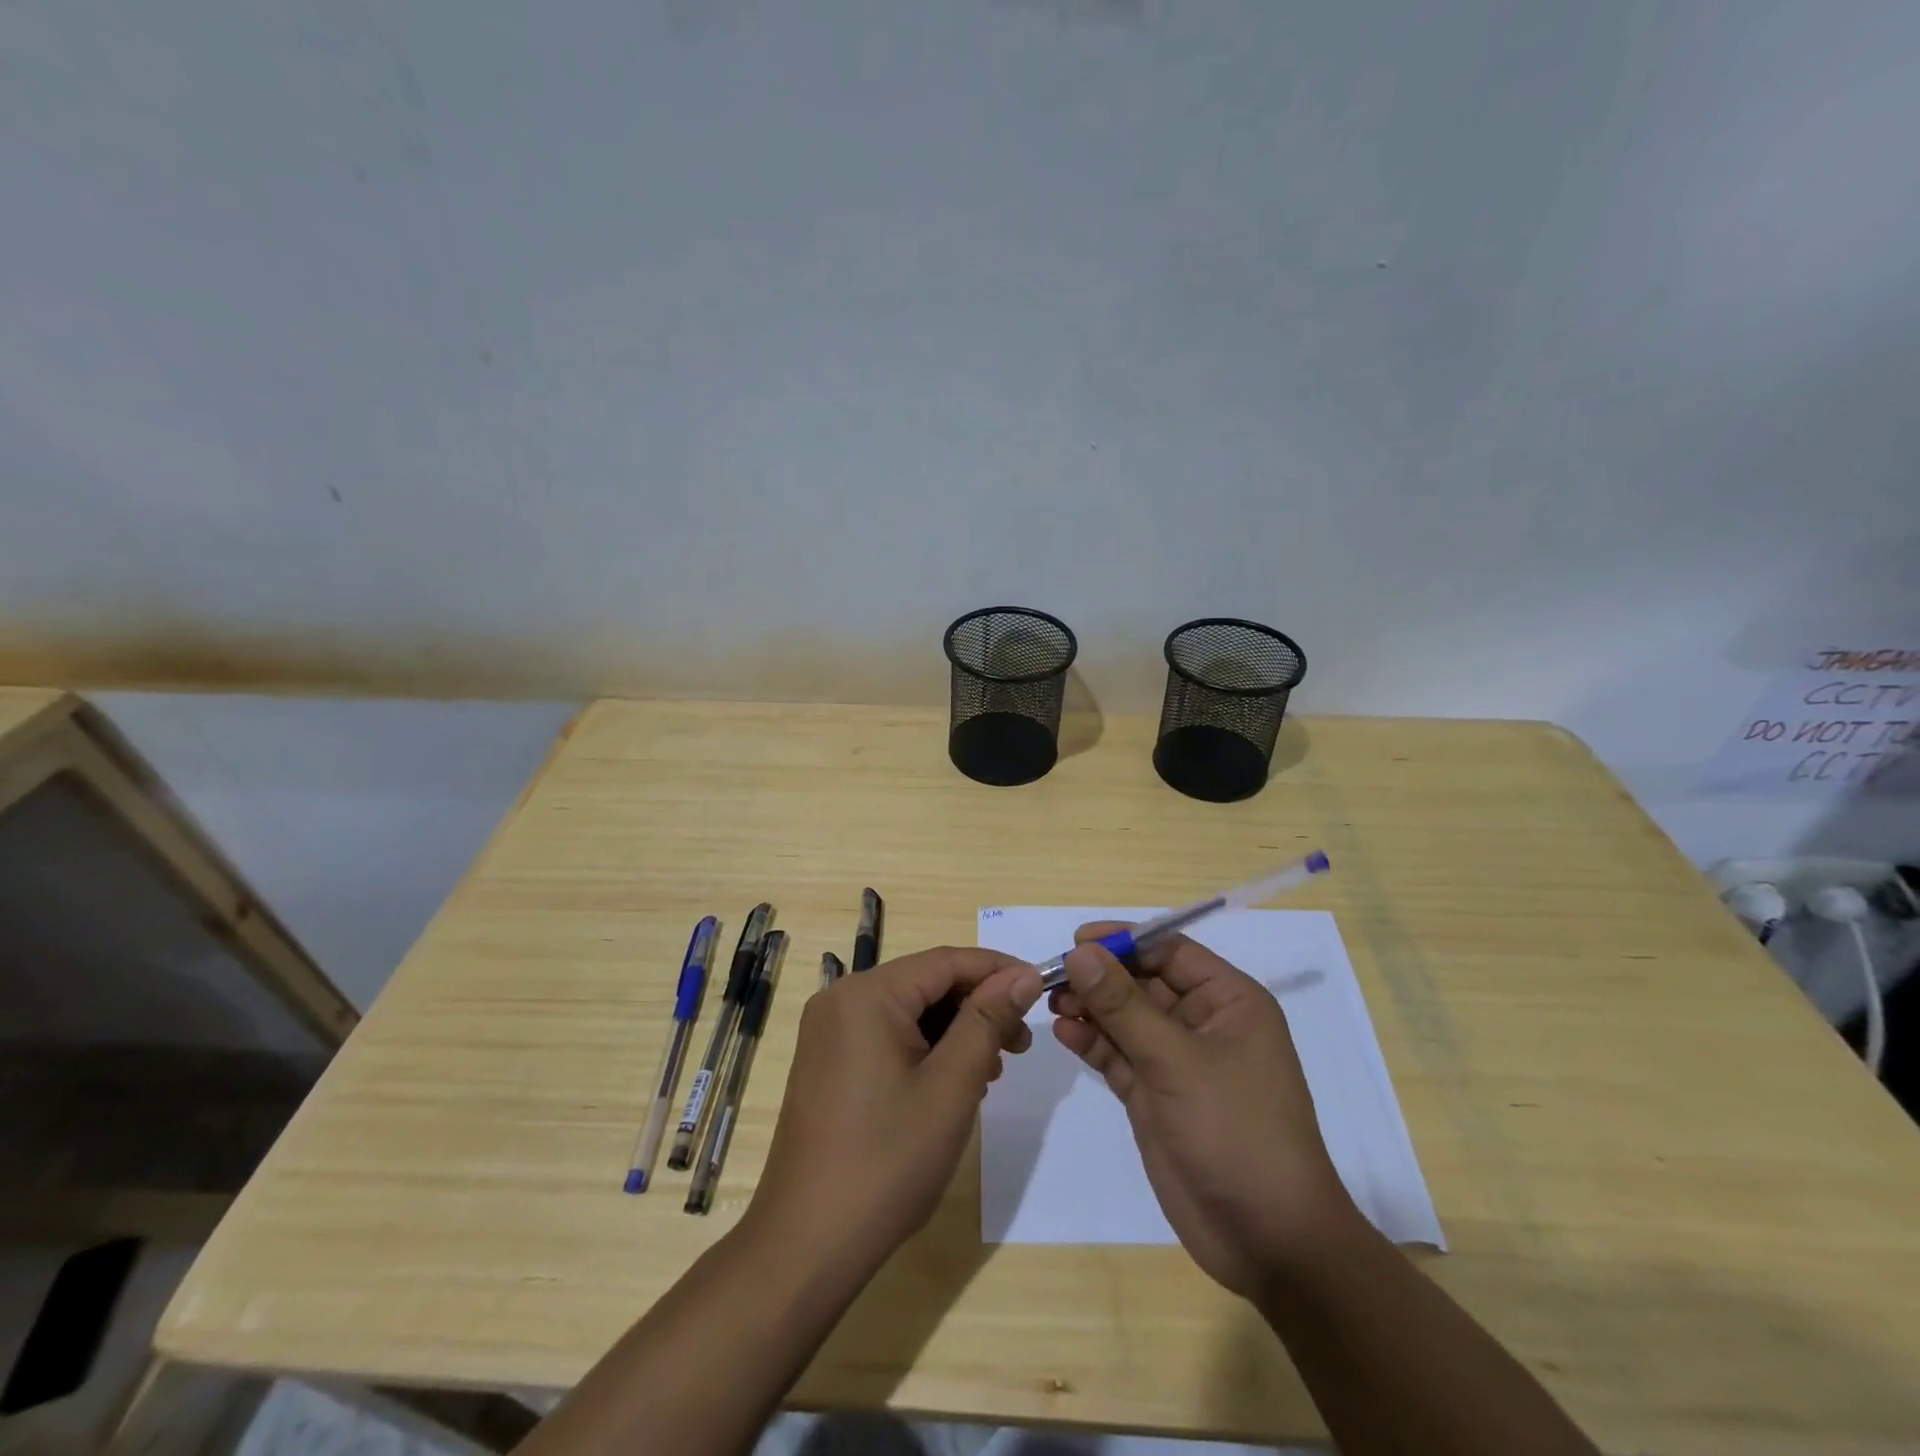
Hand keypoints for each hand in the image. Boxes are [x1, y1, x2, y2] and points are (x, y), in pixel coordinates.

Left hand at [750, 948, 1043, 1276]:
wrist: (806, 1245)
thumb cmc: (887, 1161)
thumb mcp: (952, 1086)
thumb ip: (988, 1020)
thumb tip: (1023, 975)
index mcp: (867, 994)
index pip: (946, 961)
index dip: (998, 970)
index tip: (1041, 989)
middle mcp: (841, 999)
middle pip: (926, 983)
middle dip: (978, 1006)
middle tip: (1020, 1045)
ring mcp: (829, 1032)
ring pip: (909, 1010)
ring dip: (955, 1031)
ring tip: (992, 1071)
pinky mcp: (827, 1061)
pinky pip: (887, 1034)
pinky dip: (925, 1048)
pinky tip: (953, 1083)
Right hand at [1051, 926, 1358, 1298]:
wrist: (1268, 1240)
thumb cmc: (1236, 1131)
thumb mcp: (1177, 1061)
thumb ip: (1123, 1005)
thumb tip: (1080, 952)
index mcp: (1229, 1001)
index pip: (1170, 951)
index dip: (1124, 941)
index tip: (1076, 942)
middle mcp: (1204, 1023)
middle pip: (1143, 982)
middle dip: (1100, 977)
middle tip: (1053, 977)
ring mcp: (1178, 1062)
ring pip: (1126, 1018)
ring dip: (1091, 1008)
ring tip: (1052, 1003)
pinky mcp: (1156, 1095)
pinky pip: (1119, 1055)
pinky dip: (1093, 1042)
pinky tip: (1064, 1033)